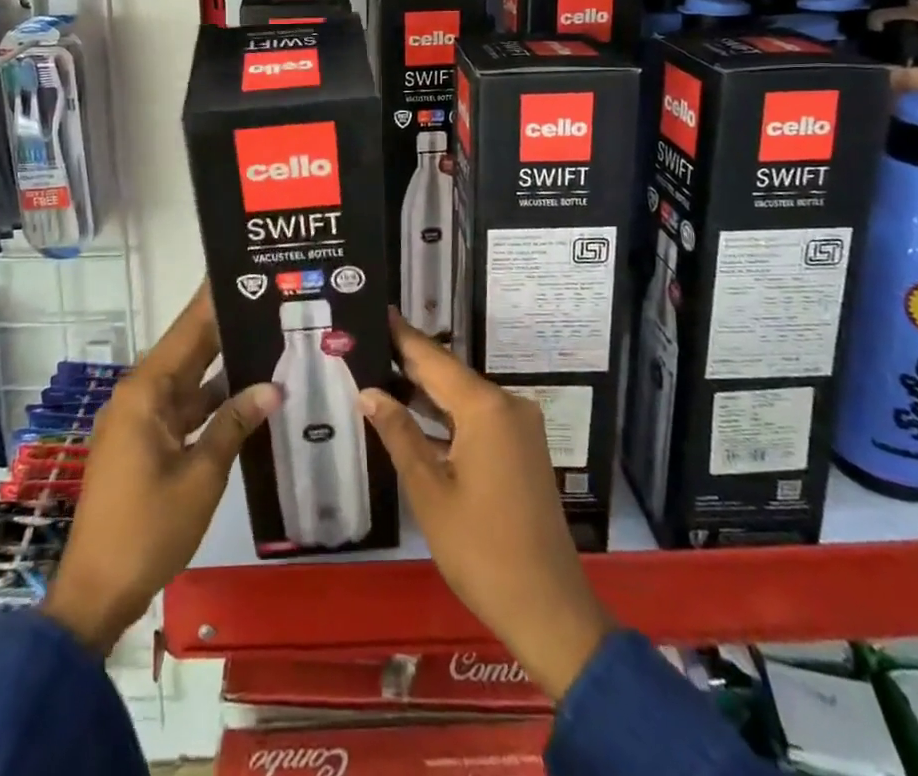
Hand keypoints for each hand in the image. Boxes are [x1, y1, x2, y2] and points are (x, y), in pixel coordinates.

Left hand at [42, 284, 281, 654]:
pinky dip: (213, 401)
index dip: (214, 299)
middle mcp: (141, 396)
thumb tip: (272, 386)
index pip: (188, 329)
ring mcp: (141, 420)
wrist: (96, 593)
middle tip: (269, 301)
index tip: (243, 269)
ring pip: (190, 380)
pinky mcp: (145, 444)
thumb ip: (234, 425)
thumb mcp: (201, 476)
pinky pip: (184, 408)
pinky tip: (249, 395)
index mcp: (147, 392)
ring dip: (224, 366)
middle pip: (189, 350)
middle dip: (226, 326)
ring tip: (269, 340)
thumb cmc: (147, 530)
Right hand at [360, 312, 614, 701]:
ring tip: (380, 371)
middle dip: (409, 360)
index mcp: (485, 407)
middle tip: (368, 340)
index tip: (378, 308)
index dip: (402, 335)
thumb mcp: (429, 491)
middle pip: (449, 374)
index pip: (433, 358)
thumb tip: (368, 391)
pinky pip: (478, 418)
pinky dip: (447, 415)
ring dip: (426, 390)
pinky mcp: (523, 449)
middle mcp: (507, 405)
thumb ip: (399, 434)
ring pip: (463, 396)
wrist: (548, 608)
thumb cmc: (481, 549)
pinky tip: (416, 414)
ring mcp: (520, 428)